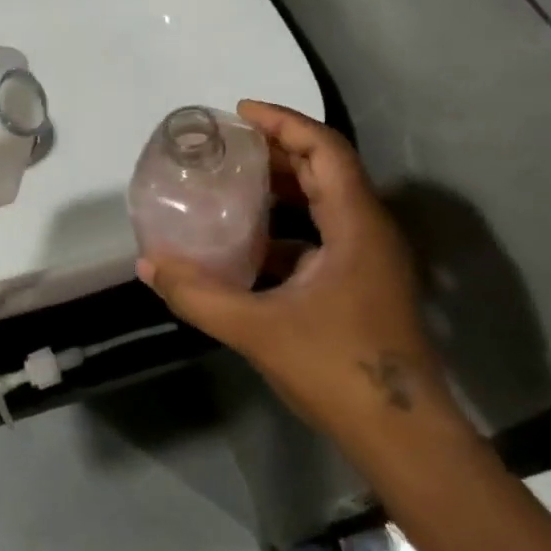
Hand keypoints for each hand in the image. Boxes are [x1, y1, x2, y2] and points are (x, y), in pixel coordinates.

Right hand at [138, 101, 458, 445]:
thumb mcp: (257, 329)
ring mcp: (370, 260)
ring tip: (233, 182)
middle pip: (326, 168)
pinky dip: (287, 227)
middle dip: (277, 149)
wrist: (403, 437)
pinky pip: (323, 236)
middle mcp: (369, 231)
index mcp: (356, 226)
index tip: (240, 113)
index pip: (325, 149)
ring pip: (326, 202)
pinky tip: (249, 244)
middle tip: (228, 144)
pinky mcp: (363, 284)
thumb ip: (198, 295)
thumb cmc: (338, 370)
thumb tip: (148, 264)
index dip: (283, 123)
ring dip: (283, 187)